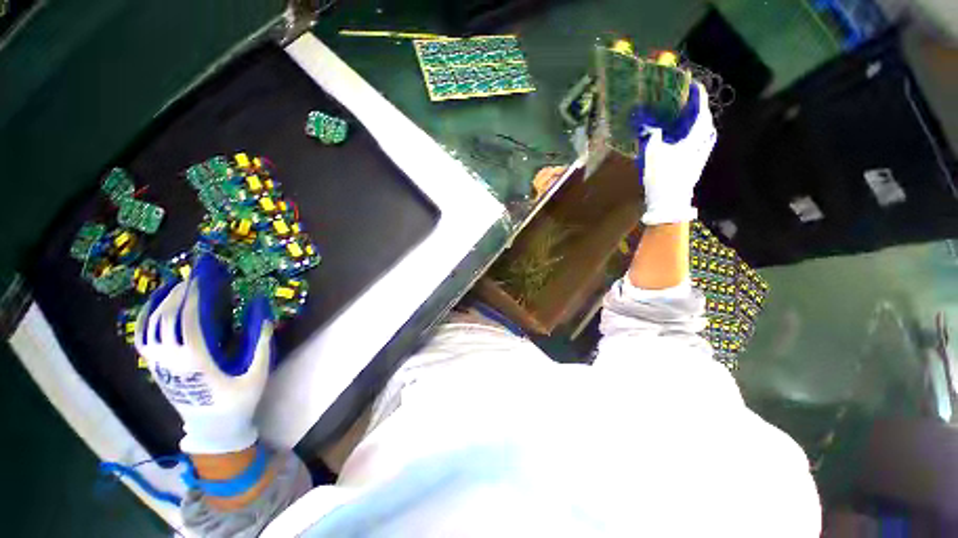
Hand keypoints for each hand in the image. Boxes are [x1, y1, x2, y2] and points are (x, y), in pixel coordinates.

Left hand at [135, 254, 274, 454]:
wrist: (213, 428)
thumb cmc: (238, 399)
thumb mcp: (257, 372)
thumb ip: (261, 341)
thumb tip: (262, 311)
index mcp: (196, 361)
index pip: (187, 322)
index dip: (193, 297)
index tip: (201, 278)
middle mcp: (171, 360)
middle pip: (166, 319)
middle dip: (178, 294)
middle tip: (193, 277)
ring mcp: (159, 364)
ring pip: (149, 326)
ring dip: (160, 302)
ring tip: (173, 285)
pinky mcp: (154, 367)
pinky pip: (142, 337)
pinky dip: (146, 317)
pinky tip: (156, 306)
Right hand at [632, 82, 717, 225]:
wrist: (669, 201)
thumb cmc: (662, 175)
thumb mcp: (653, 152)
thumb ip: (651, 133)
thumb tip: (646, 121)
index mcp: (696, 134)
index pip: (701, 106)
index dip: (696, 93)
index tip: (689, 83)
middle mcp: (704, 139)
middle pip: (704, 116)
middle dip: (695, 105)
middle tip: (683, 99)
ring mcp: (703, 151)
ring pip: (703, 128)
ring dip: (695, 119)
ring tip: (684, 115)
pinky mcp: (699, 160)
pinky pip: (700, 138)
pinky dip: (693, 131)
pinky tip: (684, 134)